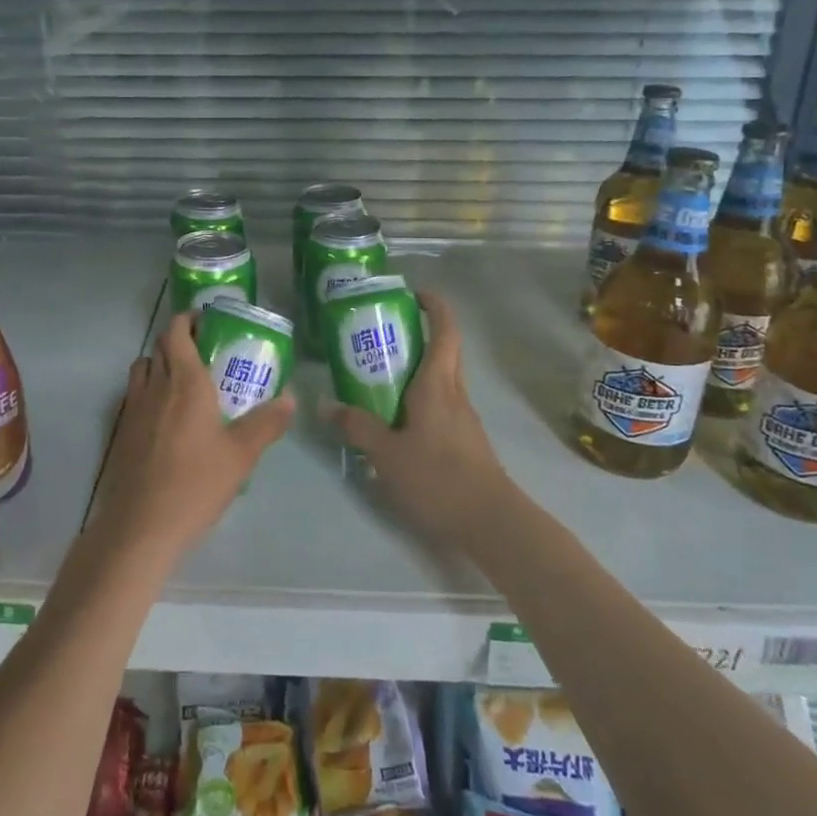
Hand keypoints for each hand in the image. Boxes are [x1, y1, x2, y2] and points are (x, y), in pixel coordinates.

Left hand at [91, 312, 293, 564]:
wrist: (141, 526)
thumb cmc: (195, 484)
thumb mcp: (241, 455)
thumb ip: (267, 422)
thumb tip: (290, 397)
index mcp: (185, 382)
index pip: (176, 332)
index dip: (188, 319)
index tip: (207, 322)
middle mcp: (155, 386)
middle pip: (158, 346)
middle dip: (178, 339)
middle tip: (205, 350)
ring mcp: (133, 409)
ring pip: (142, 368)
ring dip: (160, 362)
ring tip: (185, 380)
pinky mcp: (122, 431)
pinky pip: (134, 395)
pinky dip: (149, 390)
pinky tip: (167, 417)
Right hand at [323, 289, 512, 540]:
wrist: (490, 521)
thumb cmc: (438, 477)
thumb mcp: (387, 453)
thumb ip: (357, 426)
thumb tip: (326, 404)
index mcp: (438, 384)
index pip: (445, 330)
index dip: (434, 305)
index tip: (413, 294)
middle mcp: (454, 392)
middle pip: (443, 350)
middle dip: (418, 334)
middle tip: (380, 334)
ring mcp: (462, 417)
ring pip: (440, 378)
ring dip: (416, 367)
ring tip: (377, 373)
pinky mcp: (464, 439)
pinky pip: (439, 403)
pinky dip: (418, 396)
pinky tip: (394, 417)